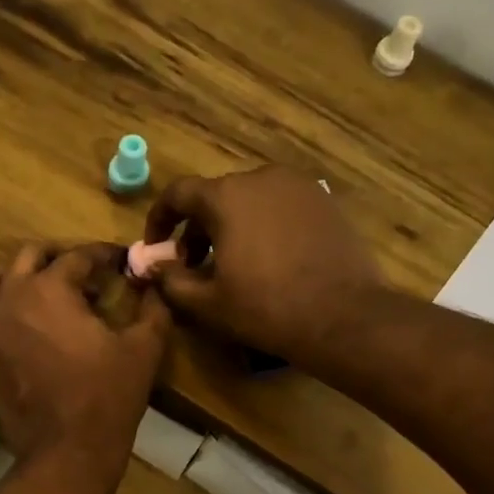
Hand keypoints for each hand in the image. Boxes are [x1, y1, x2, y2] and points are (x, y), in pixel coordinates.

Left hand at [0, 244, 170, 471]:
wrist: (66, 451)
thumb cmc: (107, 396)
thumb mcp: (143, 350)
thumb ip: (152, 310)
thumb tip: (154, 289)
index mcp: (49, 289)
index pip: (77, 256)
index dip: (102, 254)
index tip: (118, 261)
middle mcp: (9, 298)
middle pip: (28, 257)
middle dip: (57, 258)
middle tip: (81, 275)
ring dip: (13, 280)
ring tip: (37, 295)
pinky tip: (22, 330)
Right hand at [142, 168, 384, 368]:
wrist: (342, 316)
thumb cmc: (265, 308)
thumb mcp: (206, 302)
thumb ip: (170, 279)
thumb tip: (151, 265)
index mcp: (226, 196)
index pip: (178, 193)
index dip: (160, 219)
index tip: (157, 247)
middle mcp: (261, 178)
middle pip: (215, 196)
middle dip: (197, 228)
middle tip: (194, 265)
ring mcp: (298, 186)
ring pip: (249, 200)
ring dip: (231, 226)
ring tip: (233, 264)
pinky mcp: (325, 201)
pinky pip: (280, 207)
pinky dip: (264, 225)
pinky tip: (270, 259)